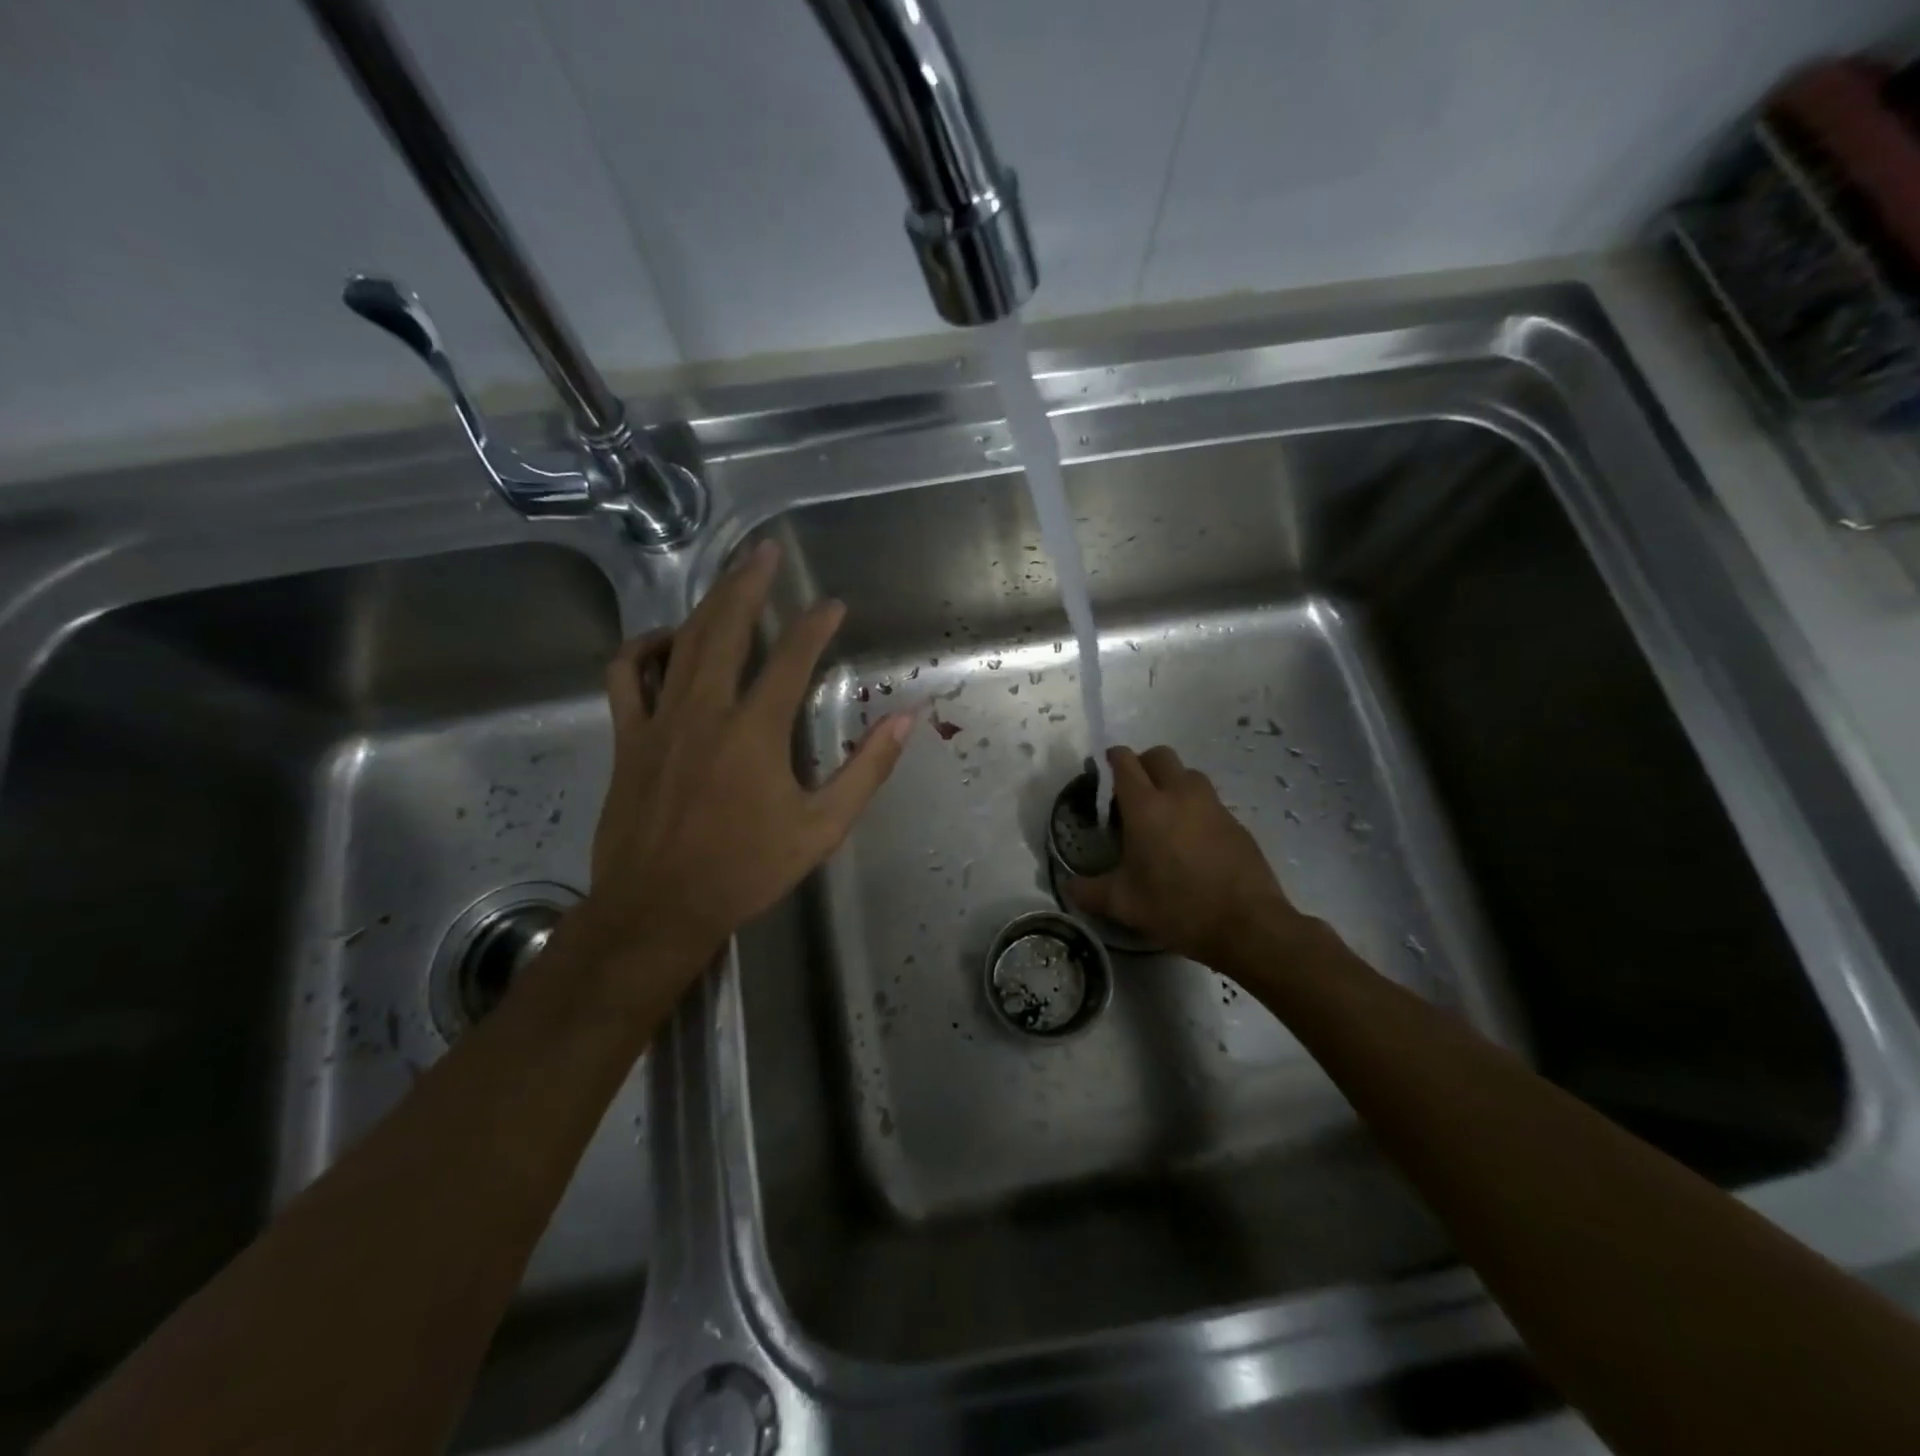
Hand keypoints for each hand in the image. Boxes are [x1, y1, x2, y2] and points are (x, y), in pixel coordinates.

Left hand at [567, 540, 913, 1007]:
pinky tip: (666, 641)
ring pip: (681, 642)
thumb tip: (905, 721)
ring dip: (706, 603)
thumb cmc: (746, 870)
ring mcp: (658, 720)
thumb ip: (865, 770)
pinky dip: (644, 648)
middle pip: (726, 629)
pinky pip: (626, 676)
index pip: (791, 659)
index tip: (833, 605)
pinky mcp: (626, 738)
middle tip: (765, 550)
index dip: (815, 626)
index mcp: (755, 732)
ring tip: (728, 578)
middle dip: (748, 583)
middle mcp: (704, 711)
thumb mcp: (821, 828)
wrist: (658, 908)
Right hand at [1068, 745, 1303, 969]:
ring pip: (1188, 774)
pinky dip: (1195, 808)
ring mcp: (1212, 805)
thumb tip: (1069, 888)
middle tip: (1133, 792)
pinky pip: (1209, 801)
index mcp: (1146, 806)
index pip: (1125, 762)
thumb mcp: (1124, 904)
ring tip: (1164, 815)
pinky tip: (1191, 841)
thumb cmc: (1177, 907)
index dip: (1113, 758)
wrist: (1247, 924)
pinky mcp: (1236, 822)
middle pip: (1159, 756)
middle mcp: (1179, 795)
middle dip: (1143, 764)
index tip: (1105, 767)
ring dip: (1172, 782)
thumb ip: (1090, 892)